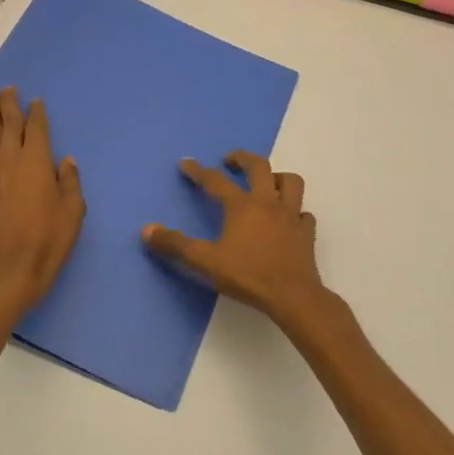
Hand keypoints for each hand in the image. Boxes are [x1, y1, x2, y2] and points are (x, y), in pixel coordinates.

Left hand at [0, 87, 85, 324]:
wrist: (7, 269)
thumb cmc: (47, 242)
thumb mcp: (73, 213)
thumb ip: (70, 182)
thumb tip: (66, 160)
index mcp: (38, 161)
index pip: (37, 128)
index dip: (37, 112)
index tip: (36, 101)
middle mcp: (11, 158)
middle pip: (10, 122)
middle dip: (10, 103)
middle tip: (10, 88)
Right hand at [142, 152, 327, 327]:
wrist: (293, 297)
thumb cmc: (248, 276)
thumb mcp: (205, 262)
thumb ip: (176, 245)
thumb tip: (147, 230)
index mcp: (241, 206)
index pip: (215, 180)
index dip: (198, 171)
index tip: (186, 163)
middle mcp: (267, 202)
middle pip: (259, 167)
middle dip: (242, 158)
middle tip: (230, 160)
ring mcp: (291, 216)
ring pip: (290, 182)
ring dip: (277, 177)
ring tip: (267, 182)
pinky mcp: (306, 233)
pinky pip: (304, 214)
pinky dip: (297, 211)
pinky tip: (290, 219)